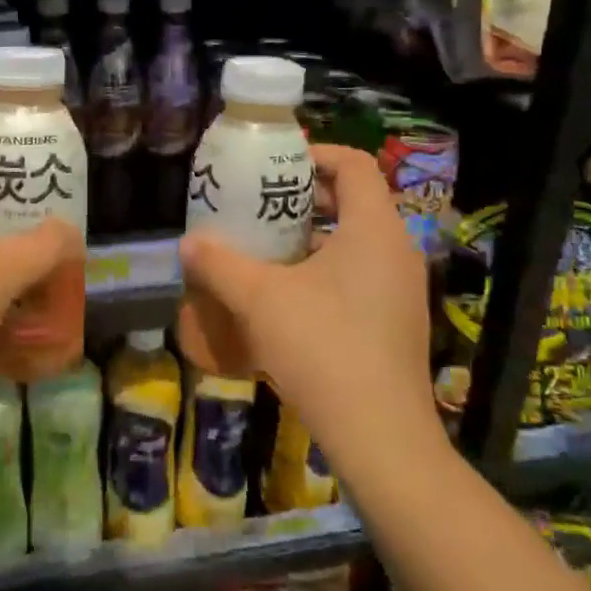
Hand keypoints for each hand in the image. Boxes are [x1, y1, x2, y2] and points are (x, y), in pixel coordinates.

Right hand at [178, 143, 439, 451]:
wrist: (380, 436)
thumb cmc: (322, 348)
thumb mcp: (259, 300)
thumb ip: (219, 265)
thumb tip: (188, 243)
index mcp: (374, 228)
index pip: (353, 164)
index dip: (314, 154)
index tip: (273, 167)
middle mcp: (397, 250)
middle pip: (354, 202)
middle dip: (304, 200)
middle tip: (258, 209)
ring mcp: (402, 290)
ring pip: (356, 243)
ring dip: (312, 239)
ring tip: (265, 252)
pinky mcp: (397, 323)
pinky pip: (360, 277)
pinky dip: (325, 272)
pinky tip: (288, 300)